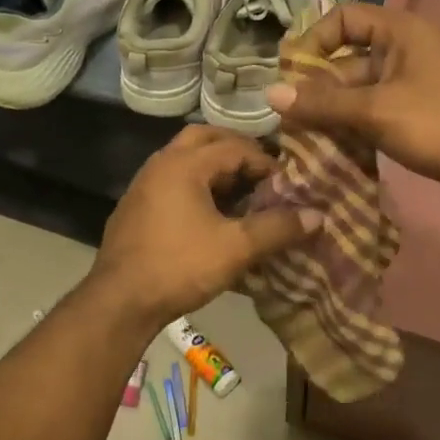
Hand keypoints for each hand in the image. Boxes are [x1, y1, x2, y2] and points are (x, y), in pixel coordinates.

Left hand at [89, 126, 321, 328]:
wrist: (120, 300)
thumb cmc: (180, 266)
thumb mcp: (236, 248)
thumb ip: (277, 228)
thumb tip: (319, 215)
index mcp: (184, 164)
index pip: (234, 147)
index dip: (265, 162)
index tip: (288, 184)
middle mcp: (160, 163)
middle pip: (204, 139)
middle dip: (236, 151)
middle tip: (262, 174)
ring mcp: (143, 184)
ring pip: (185, 160)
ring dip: (214, 169)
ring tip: (242, 194)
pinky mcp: (135, 207)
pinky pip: (171, 182)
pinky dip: (195, 186)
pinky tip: (211, 215)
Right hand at [265, 4, 439, 215]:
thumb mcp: (376, 110)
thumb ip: (322, 103)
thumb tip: (269, 94)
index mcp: (398, 33)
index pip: (343, 18)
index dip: (312, 40)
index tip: (289, 74)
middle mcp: (401, 53)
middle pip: (343, 61)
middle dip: (314, 88)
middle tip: (286, 119)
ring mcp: (407, 88)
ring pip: (354, 94)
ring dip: (328, 114)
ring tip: (298, 139)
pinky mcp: (411, 118)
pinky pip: (368, 116)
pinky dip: (348, 130)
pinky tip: (326, 152)